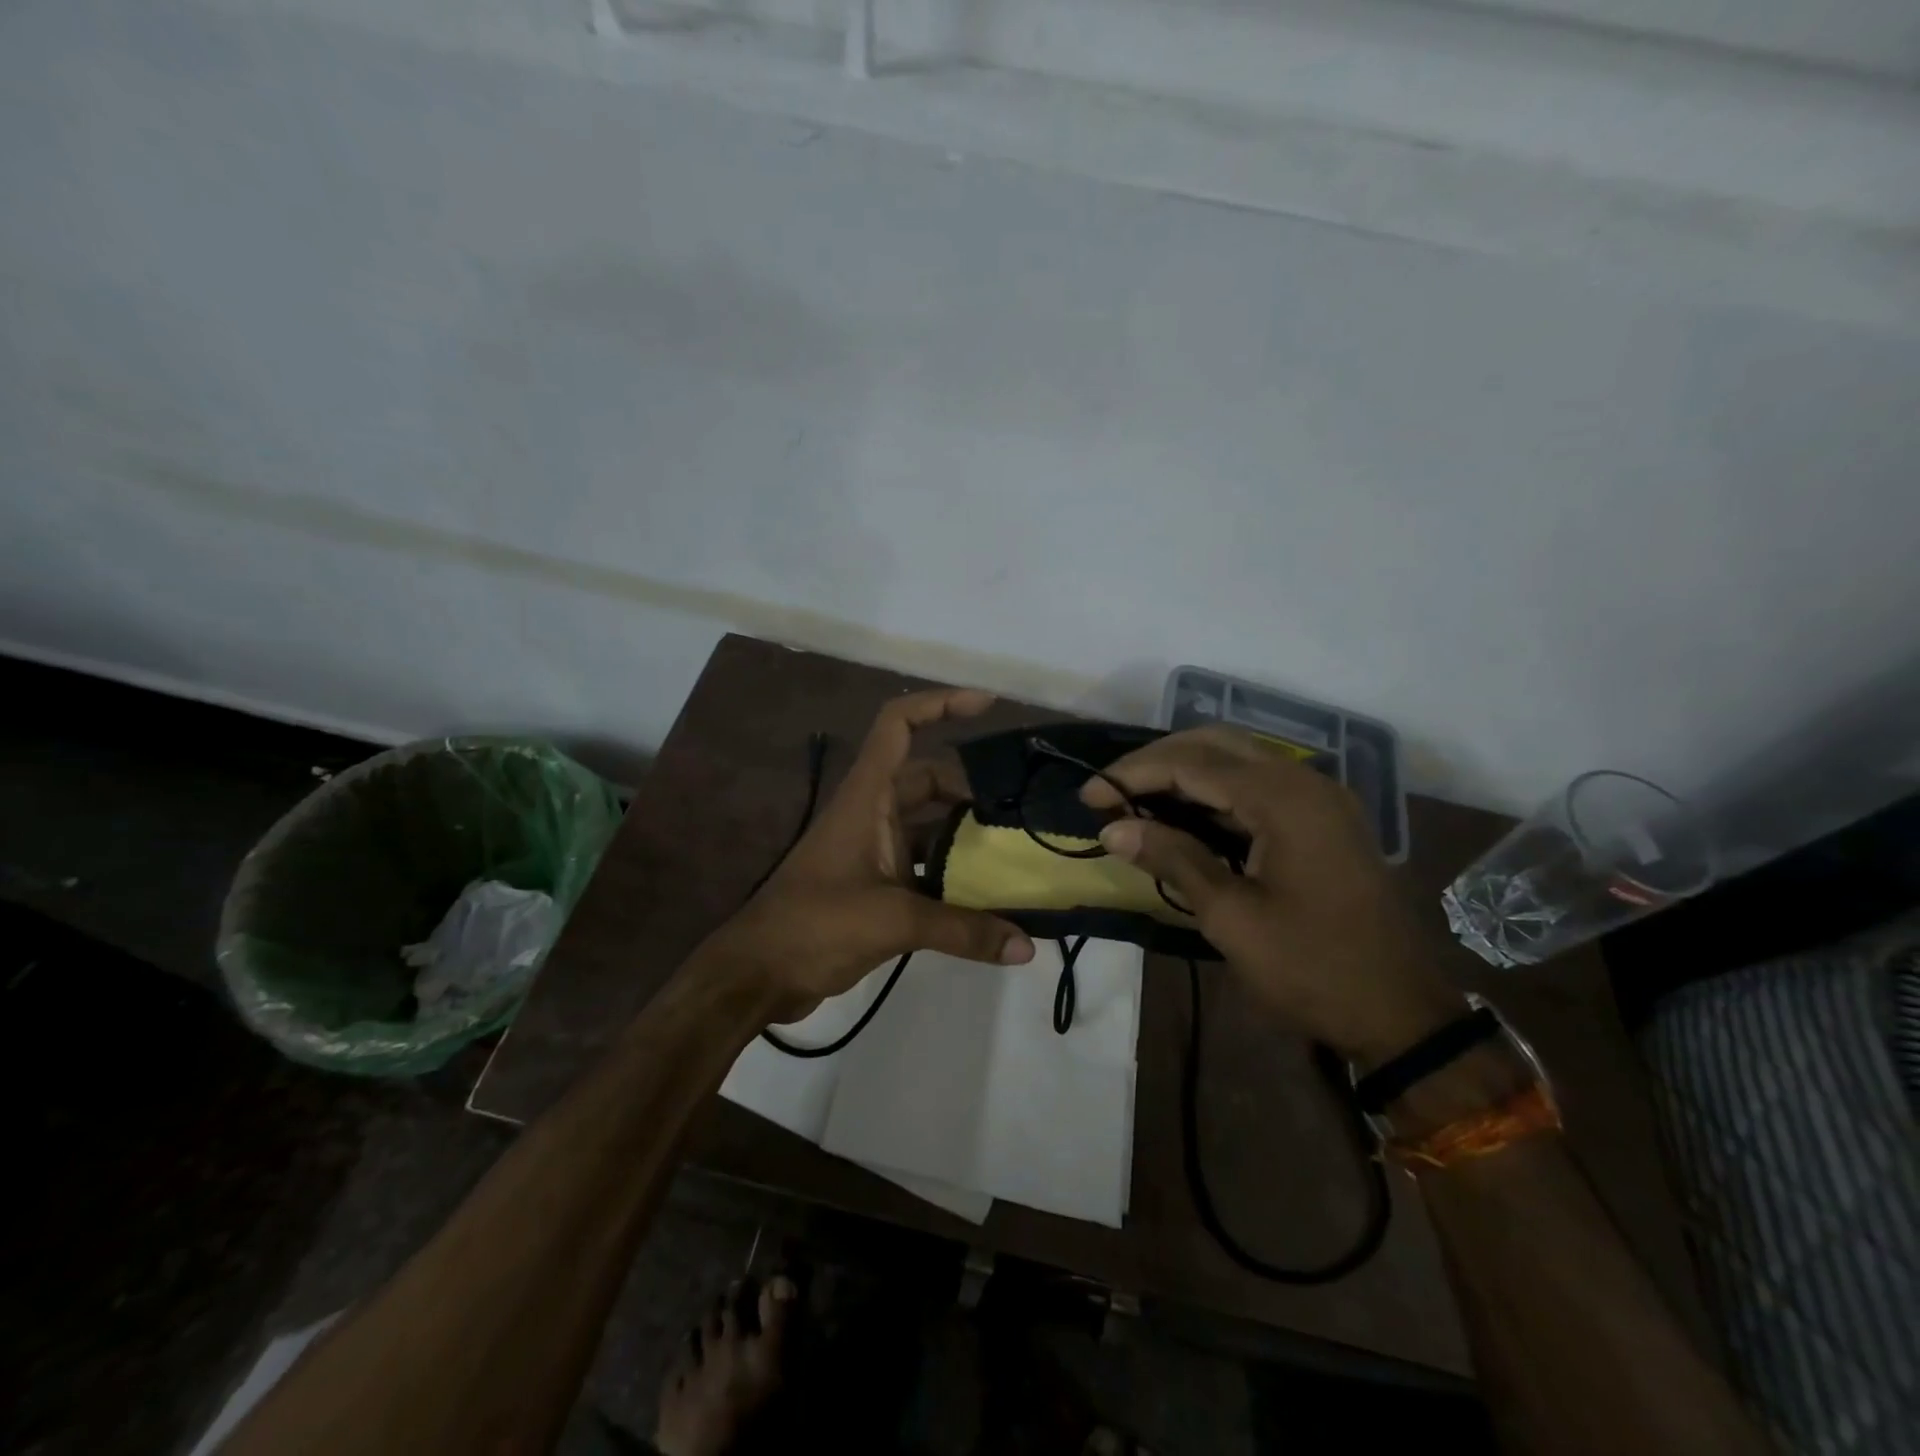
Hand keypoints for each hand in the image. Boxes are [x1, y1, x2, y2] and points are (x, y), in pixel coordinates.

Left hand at [706, 688, 1035, 1018]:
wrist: (759, 973)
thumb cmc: (815, 925)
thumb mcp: (893, 921)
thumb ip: (962, 930)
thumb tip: (1027, 947)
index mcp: (867, 796)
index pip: (899, 724)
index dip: (941, 703)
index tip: (988, 705)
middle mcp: (871, 811)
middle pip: (928, 778)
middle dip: (971, 787)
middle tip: (1021, 807)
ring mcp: (872, 847)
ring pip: (928, 823)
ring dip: (965, 832)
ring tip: (1014, 847)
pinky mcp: (875, 882)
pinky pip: (923, 862)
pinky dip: (952, 871)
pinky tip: (987, 894)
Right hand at [1084, 726, 1463, 1064]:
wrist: (1402, 1015)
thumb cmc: (1312, 969)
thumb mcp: (1232, 917)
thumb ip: (1173, 859)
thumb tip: (1112, 829)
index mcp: (1284, 798)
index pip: (1191, 764)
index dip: (1133, 775)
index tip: (1089, 798)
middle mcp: (1305, 781)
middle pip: (1215, 745)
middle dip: (1156, 762)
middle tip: (1111, 793)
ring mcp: (1319, 798)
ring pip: (1237, 761)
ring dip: (1184, 774)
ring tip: (1135, 802)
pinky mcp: (1322, 819)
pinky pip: (1257, 787)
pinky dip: (1214, 794)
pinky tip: (1182, 816)